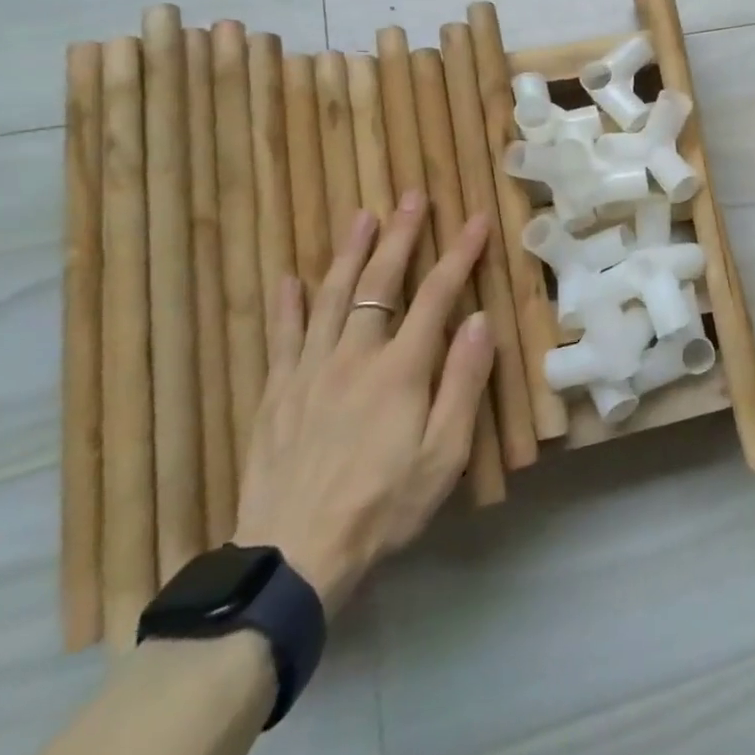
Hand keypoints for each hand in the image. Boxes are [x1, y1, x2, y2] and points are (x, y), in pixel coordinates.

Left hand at [233, 193, 491, 615]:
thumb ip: (463, 382)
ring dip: (348, 253)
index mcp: (400, 370)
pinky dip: (288, 305)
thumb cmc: (384, 506)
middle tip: (412, 197)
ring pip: (330, 298)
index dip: (460, 254)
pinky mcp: (276, 395)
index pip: (437, 296)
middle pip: (379, 283)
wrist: (293, 557)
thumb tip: (478, 320)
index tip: (477, 219)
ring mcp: (308, 372)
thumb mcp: (444, 454)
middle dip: (400, 236)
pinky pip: (283, 338)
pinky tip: (290, 280)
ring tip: (361, 216)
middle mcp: (353, 357)